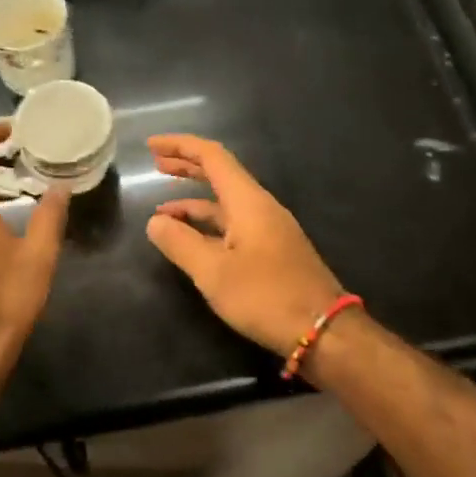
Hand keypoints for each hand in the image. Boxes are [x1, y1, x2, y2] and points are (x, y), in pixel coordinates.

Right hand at [145, 134, 343, 356]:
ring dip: (193, 202)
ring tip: (161, 211)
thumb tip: (155, 221)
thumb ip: (180, 243)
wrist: (323, 331)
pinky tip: (191, 241)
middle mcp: (260, 207)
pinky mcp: (272, 252)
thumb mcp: (213, 271)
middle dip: (187, 166)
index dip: (180, 146)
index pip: (212, 157)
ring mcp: (268, 230)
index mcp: (248, 202)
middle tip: (156, 164)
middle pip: (220, 174)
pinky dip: (207, 226)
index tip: (151, 145)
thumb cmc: (265, 296)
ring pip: (225, 203)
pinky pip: (233, 225)